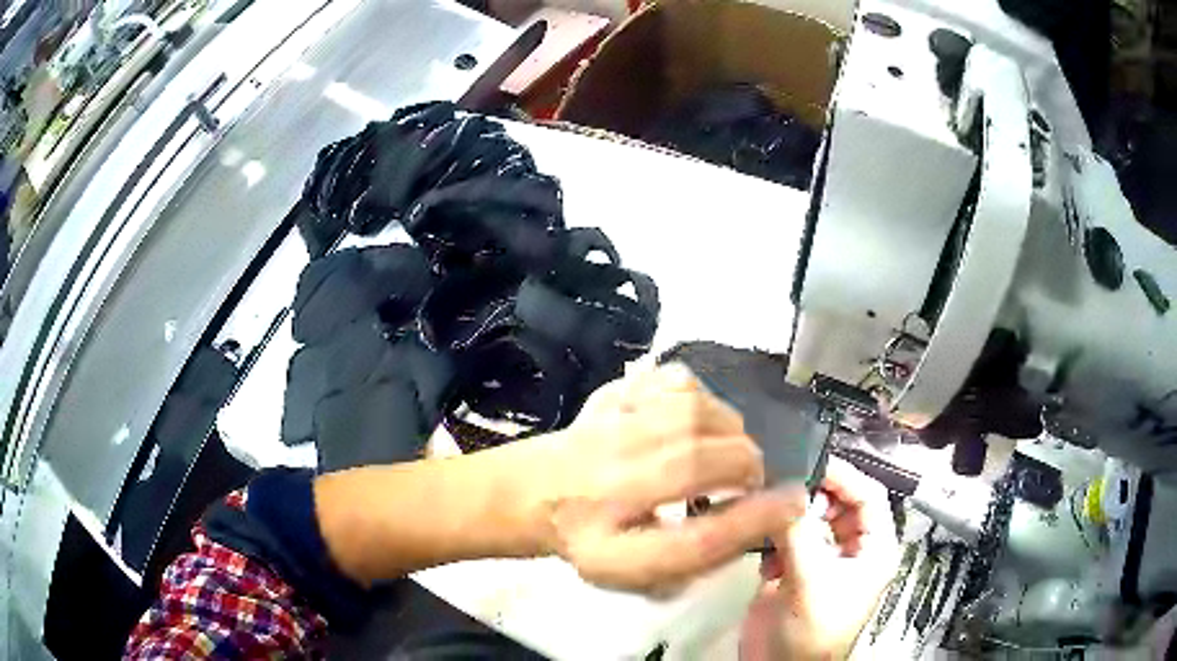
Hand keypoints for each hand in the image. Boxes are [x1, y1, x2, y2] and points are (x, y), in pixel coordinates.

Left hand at [536, 364, 805, 593]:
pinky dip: (700, 394)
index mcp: (612, 542)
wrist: (533, 493)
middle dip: (747, 468)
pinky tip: (696, 417)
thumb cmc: (594, 538)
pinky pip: (672, 378)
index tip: (794, 504)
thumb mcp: (641, 569)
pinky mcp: (613, 394)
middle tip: (749, 481)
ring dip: (729, 430)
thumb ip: (701, 553)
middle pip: (701, 461)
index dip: (755, 521)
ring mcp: (608, 428)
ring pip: (692, 412)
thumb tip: (764, 519)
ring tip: (726, 449)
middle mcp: (608, 481)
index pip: (697, 538)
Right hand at [741, 457, 899, 659]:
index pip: (869, 495)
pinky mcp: (795, 570)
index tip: (809, 461)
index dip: (844, 476)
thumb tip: (785, 488)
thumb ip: (799, 532)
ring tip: (769, 521)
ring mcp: (823, 559)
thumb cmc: (811, 630)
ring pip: (811, 519)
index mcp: (874, 548)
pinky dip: (774, 540)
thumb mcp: (810, 580)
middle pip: (838, 503)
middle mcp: (852, 548)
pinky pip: (788, 538)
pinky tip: (764, 557)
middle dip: (812, 496)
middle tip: (782, 490)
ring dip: (789, 518)